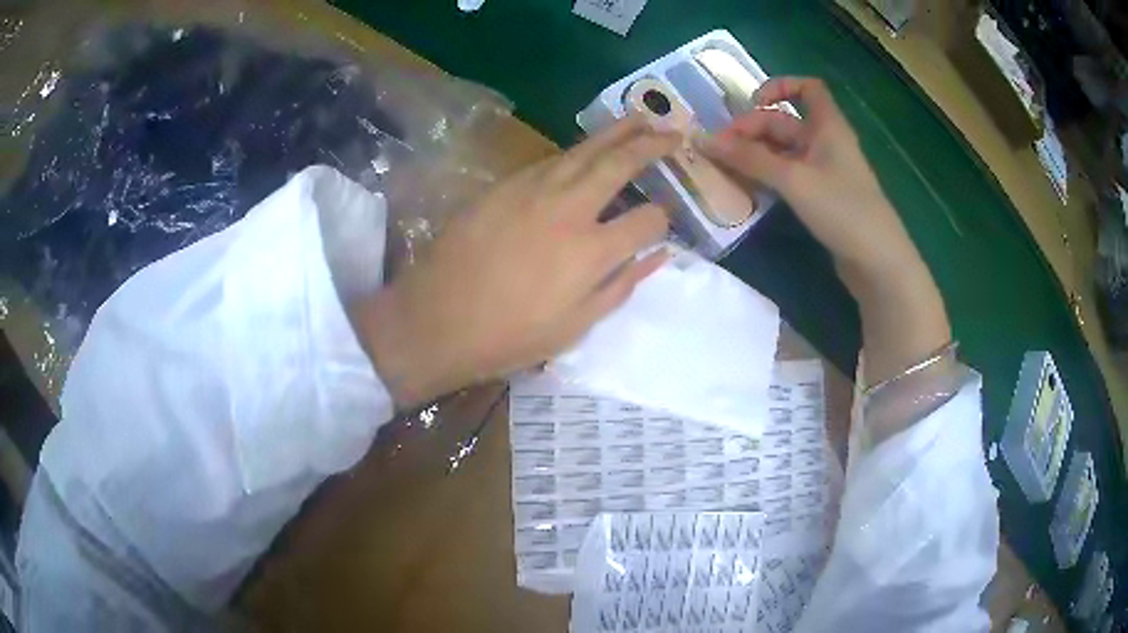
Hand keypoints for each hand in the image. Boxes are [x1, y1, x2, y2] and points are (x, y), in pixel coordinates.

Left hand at [353, 116, 679, 407]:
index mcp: (592, 251)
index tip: (665, 219)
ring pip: (584, 149)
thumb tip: (659, 255)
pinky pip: (551, 159)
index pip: (648, 219)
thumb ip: (622, 286)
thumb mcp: (575, 327)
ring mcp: (533, 190)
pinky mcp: (504, 185)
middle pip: (620, 164)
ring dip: (616, 132)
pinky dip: (576, 150)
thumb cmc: (509, 336)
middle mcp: (569, 209)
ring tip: (639, 118)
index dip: (665, 218)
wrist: (436, 319)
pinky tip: (586, 150)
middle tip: (672, 131)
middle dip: (652, 144)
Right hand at [701, 77, 921, 283]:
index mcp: (828, 126)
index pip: (807, 88)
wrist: (878, 263)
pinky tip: (748, 188)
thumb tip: (704, 140)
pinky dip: (768, 177)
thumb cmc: (842, 209)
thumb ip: (749, 159)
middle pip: (785, 122)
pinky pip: (789, 176)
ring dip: (755, 155)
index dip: (779, 86)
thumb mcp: (794, 179)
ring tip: (725, 168)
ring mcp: (825, 172)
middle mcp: (826, 143)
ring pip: (784, 152)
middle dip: (752, 130)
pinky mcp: (822, 198)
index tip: (751, 103)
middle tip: (720, 150)